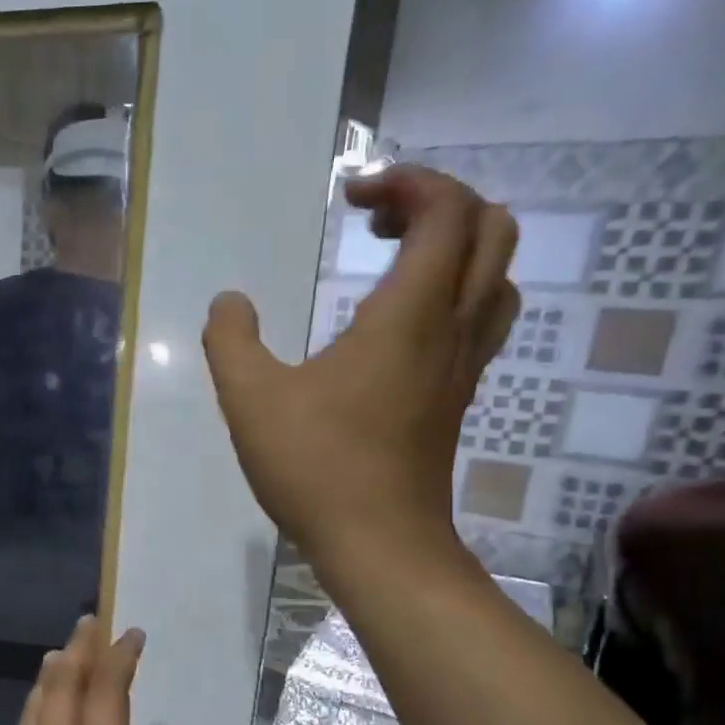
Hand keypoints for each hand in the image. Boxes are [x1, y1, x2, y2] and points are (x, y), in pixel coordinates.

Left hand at [0, 617, 215, 724]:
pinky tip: (38, 718)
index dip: (118, 658)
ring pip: (34, 707)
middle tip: (89, 622)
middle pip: (61, 686)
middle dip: (78, 649)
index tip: (131, 634)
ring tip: (60, 654)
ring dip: (50, 674)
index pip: (106, 693)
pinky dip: (34, 707)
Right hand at [201, 165, 519, 587]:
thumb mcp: (250, 399)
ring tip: (394, 259)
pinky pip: (479, 318)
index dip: (408, 181)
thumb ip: (231, 341)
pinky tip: (398, 323)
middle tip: (376, 220)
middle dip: (438, 203)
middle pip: (490, 230)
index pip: (446, 210)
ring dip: (455, 247)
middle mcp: (450, 329)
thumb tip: (229, 303)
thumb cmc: (316, 466)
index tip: (351, 194)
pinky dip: (452, 291)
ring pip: (495, 276)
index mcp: (409, 315)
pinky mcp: (456, 397)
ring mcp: (462, 366)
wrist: (379, 543)